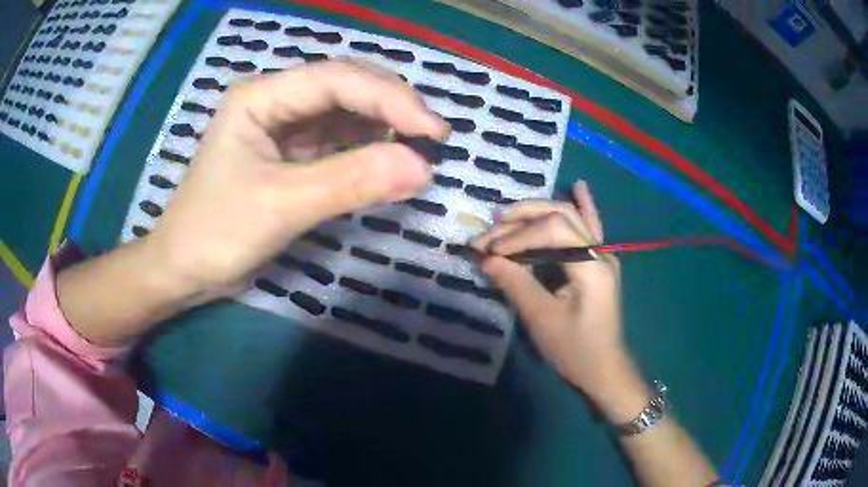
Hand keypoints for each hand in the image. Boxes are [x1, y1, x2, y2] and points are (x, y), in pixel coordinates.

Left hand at [147, 60, 449, 299]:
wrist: (184, 270)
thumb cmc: (215, 233)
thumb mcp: (280, 206)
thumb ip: (350, 181)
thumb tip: (423, 168)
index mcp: (261, 96)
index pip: (336, 79)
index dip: (389, 98)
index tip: (434, 131)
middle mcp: (276, 101)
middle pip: (347, 87)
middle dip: (392, 108)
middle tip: (433, 139)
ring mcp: (285, 127)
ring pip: (348, 114)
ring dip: (385, 129)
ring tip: (419, 151)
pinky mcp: (293, 155)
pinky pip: (340, 143)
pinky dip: (369, 152)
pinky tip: (389, 163)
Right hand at [473, 181, 645, 420]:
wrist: (604, 369)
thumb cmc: (576, 351)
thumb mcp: (543, 321)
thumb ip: (517, 284)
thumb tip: (487, 259)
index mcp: (592, 266)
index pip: (553, 231)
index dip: (517, 235)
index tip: (488, 251)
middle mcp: (601, 252)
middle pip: (561, 216)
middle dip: (521, 220)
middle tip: (490, 229)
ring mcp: (603, 255)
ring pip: (571, 217)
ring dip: (538, 212)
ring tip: (507, 214)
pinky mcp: (598, 262)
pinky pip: (591, 227)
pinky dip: (584, 204)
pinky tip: (578, 185)